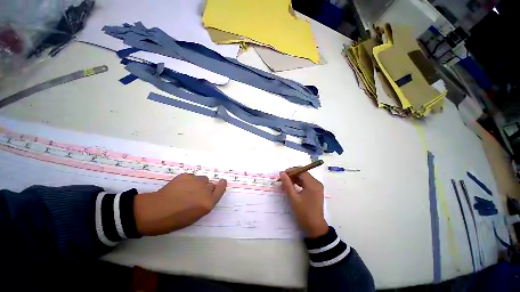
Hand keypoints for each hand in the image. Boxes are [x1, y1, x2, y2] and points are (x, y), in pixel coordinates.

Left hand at [134, 173, 226, 235]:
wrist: (154, 212)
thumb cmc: (175, 220)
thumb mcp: (196, 216)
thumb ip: (206, 203)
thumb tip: (208, 194)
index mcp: (208, 203)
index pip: (221, 189)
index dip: (221, 184)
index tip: (222, 182)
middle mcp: (205, 190)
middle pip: (211, 184)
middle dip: (206, 188)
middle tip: (195, 194)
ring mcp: (196, 181)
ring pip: (202, 179)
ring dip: (198, 183)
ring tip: (186, 190)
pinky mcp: (186, 175)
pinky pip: (192, 176)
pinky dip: (188, 181)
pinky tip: (178, 187)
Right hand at [280, 169, 327, 237]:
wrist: (315, 227)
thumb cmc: (303, 213)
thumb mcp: (293, 198)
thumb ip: (287, 184)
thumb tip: (281, 173)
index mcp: (313, 184)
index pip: (301, 171)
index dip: (290, 171)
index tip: (281, 174)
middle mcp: (316, 183)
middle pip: (303, 173)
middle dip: (292, 175)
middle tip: (282, 179)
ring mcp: (317, 187)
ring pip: (304, 178)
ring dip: (295, 179)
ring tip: (286, 183)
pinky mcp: (316, 191)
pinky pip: (306, 183)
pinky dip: (299, 183)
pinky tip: (292, 186)